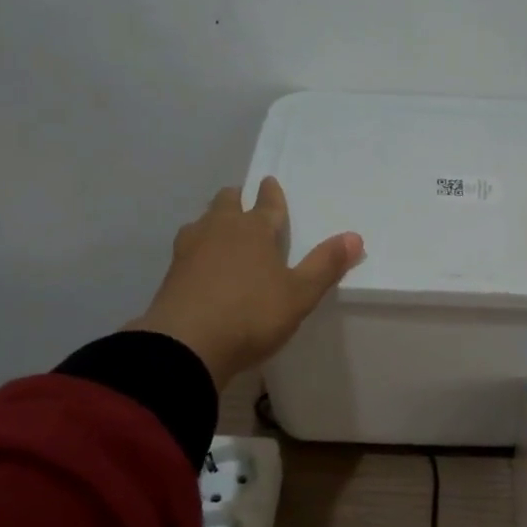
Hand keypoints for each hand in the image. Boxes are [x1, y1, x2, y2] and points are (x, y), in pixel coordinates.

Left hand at [130, 177, 363, 388]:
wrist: (186, 344)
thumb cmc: (252, 314)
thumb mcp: (299, 294)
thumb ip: (325, 265)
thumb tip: (354, 236)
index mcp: (254, 230)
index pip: (266, 203)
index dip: (271, 194)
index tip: (269, 182)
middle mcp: (220, 229)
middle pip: (227, 202)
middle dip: (238, 199)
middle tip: (244, 201)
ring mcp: (190, 249)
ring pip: (203, 221)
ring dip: (214, 220)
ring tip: (222, 229)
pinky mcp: (172, 272)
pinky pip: (188, 247)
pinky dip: (199, 247)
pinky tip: (201, 261)